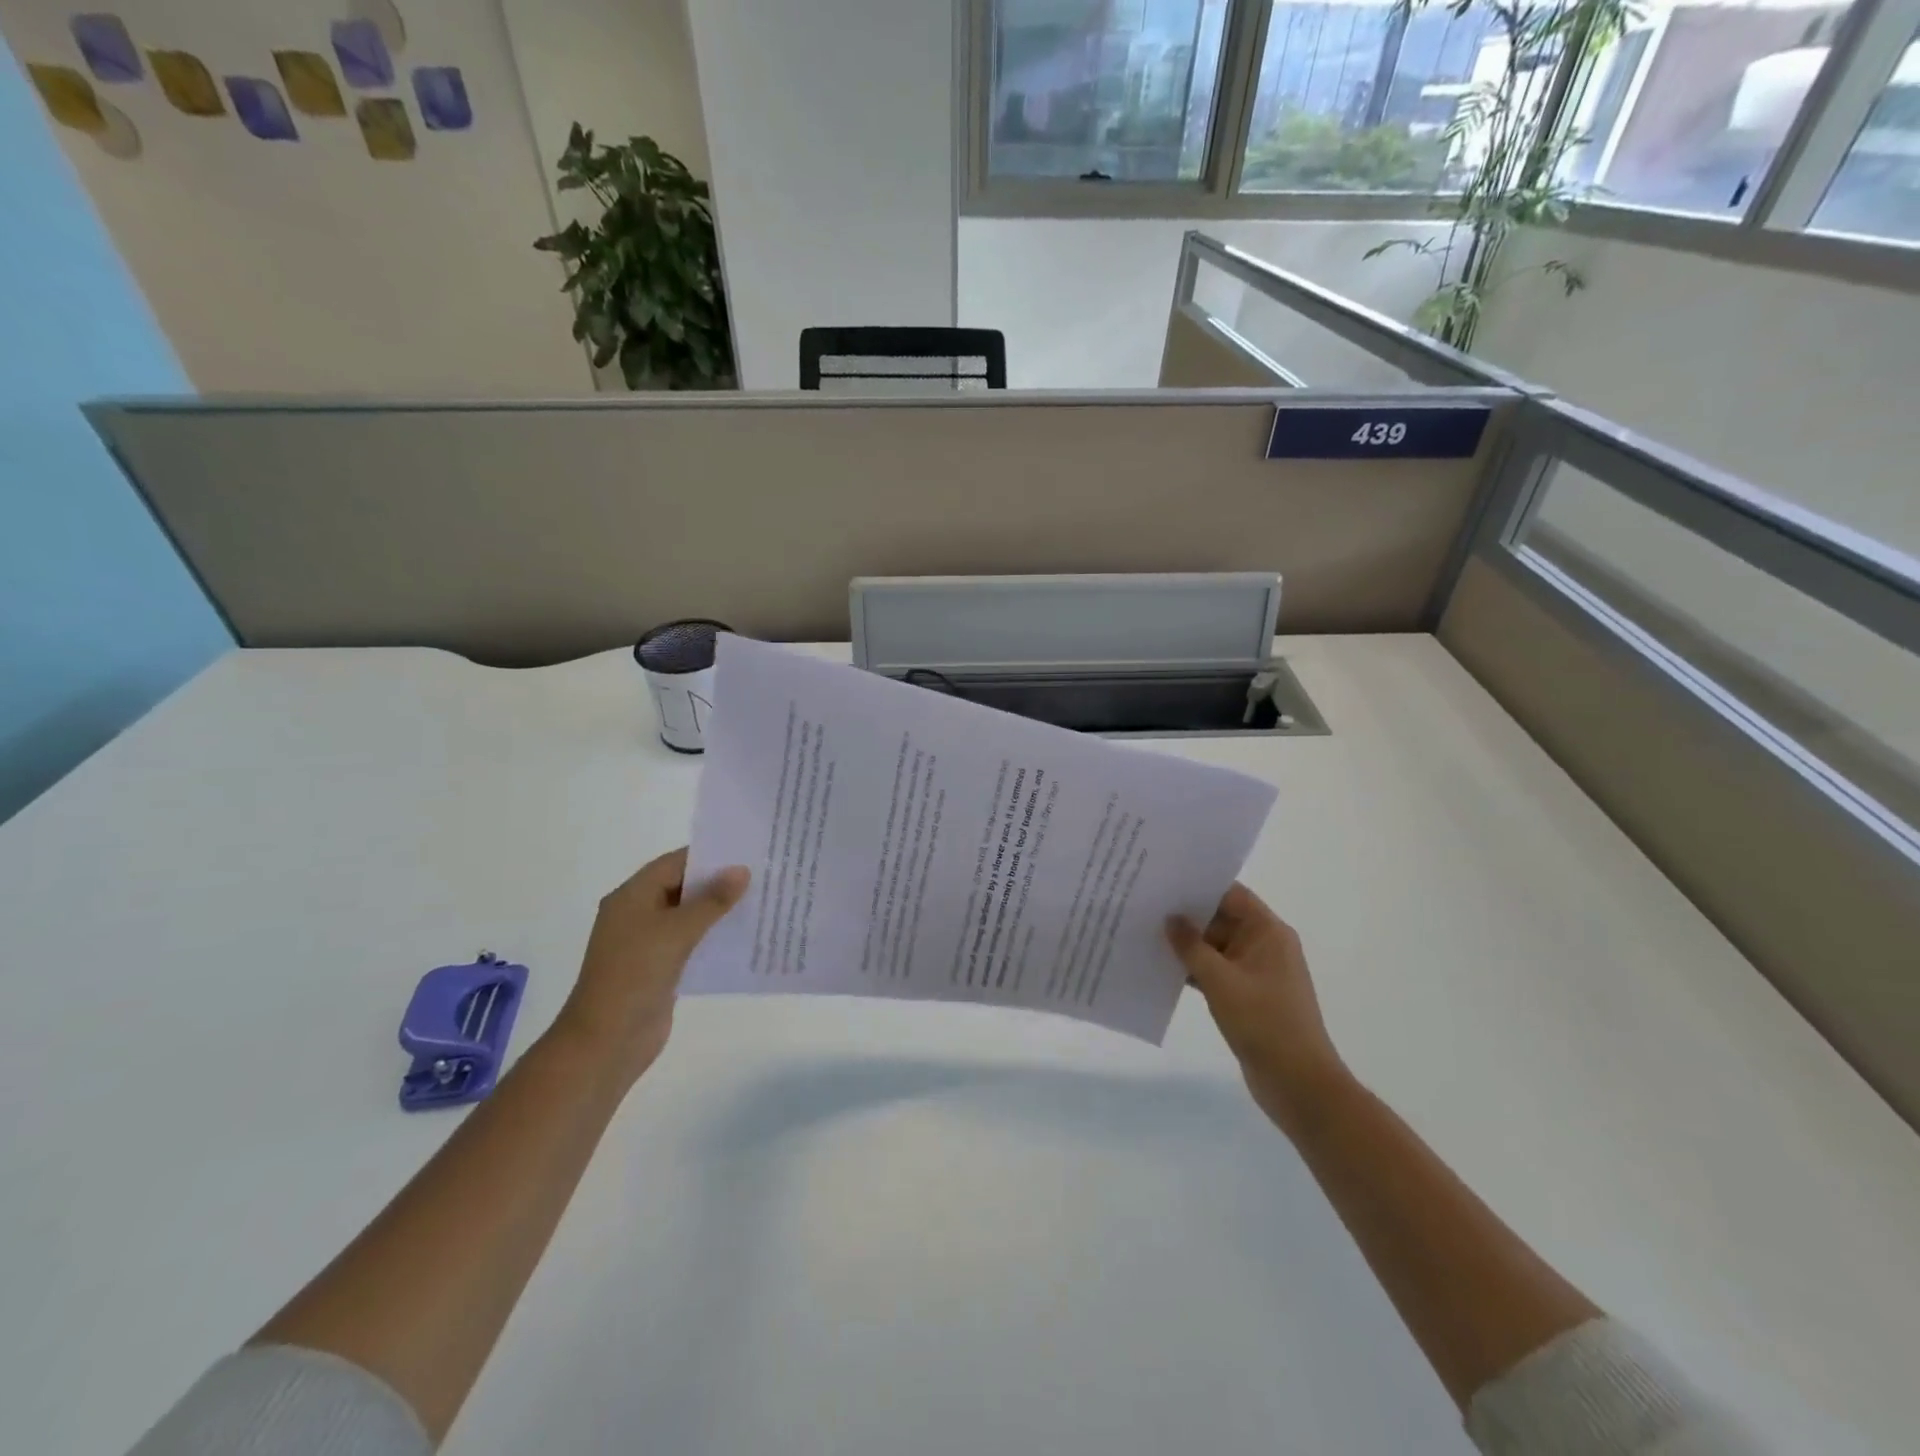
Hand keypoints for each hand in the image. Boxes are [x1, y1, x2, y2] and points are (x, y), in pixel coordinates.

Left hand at [552, 848, 748, 1088]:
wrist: (607, 1041)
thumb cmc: (636, 975)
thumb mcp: (677, 931)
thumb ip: (712, 900)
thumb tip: (742, 870)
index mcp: (632, 896)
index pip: (675, 863)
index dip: (710, 855)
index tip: (748, 851)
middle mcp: (638, 914)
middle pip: (683, 887)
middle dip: (719, 882)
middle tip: (763, 874)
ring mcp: (648, 943)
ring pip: (690, 916)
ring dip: (720, 911)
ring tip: (762, 902)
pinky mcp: (660, 968)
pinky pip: (692, 943)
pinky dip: (714, 937)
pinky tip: (745, 937)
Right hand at [1167, 883, 1348, 1134]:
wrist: (1299, 1084)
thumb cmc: (1264, 1023)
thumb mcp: (1221, 981)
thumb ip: (1191, 947)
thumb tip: (1170, 918)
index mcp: (1268, 932)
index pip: (1230, 894)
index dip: (1199, 885)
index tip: (1163, 879)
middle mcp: (1264, 945)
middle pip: (1221, 918)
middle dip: (1186, 915)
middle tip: (1145, 905)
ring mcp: (1256, 972)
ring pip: (1215, 947)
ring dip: (1186, 944)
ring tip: (1145, 933)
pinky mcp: (1247, 996)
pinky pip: (1216, 971)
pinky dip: (1193, 969)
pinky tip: (1161, 968)